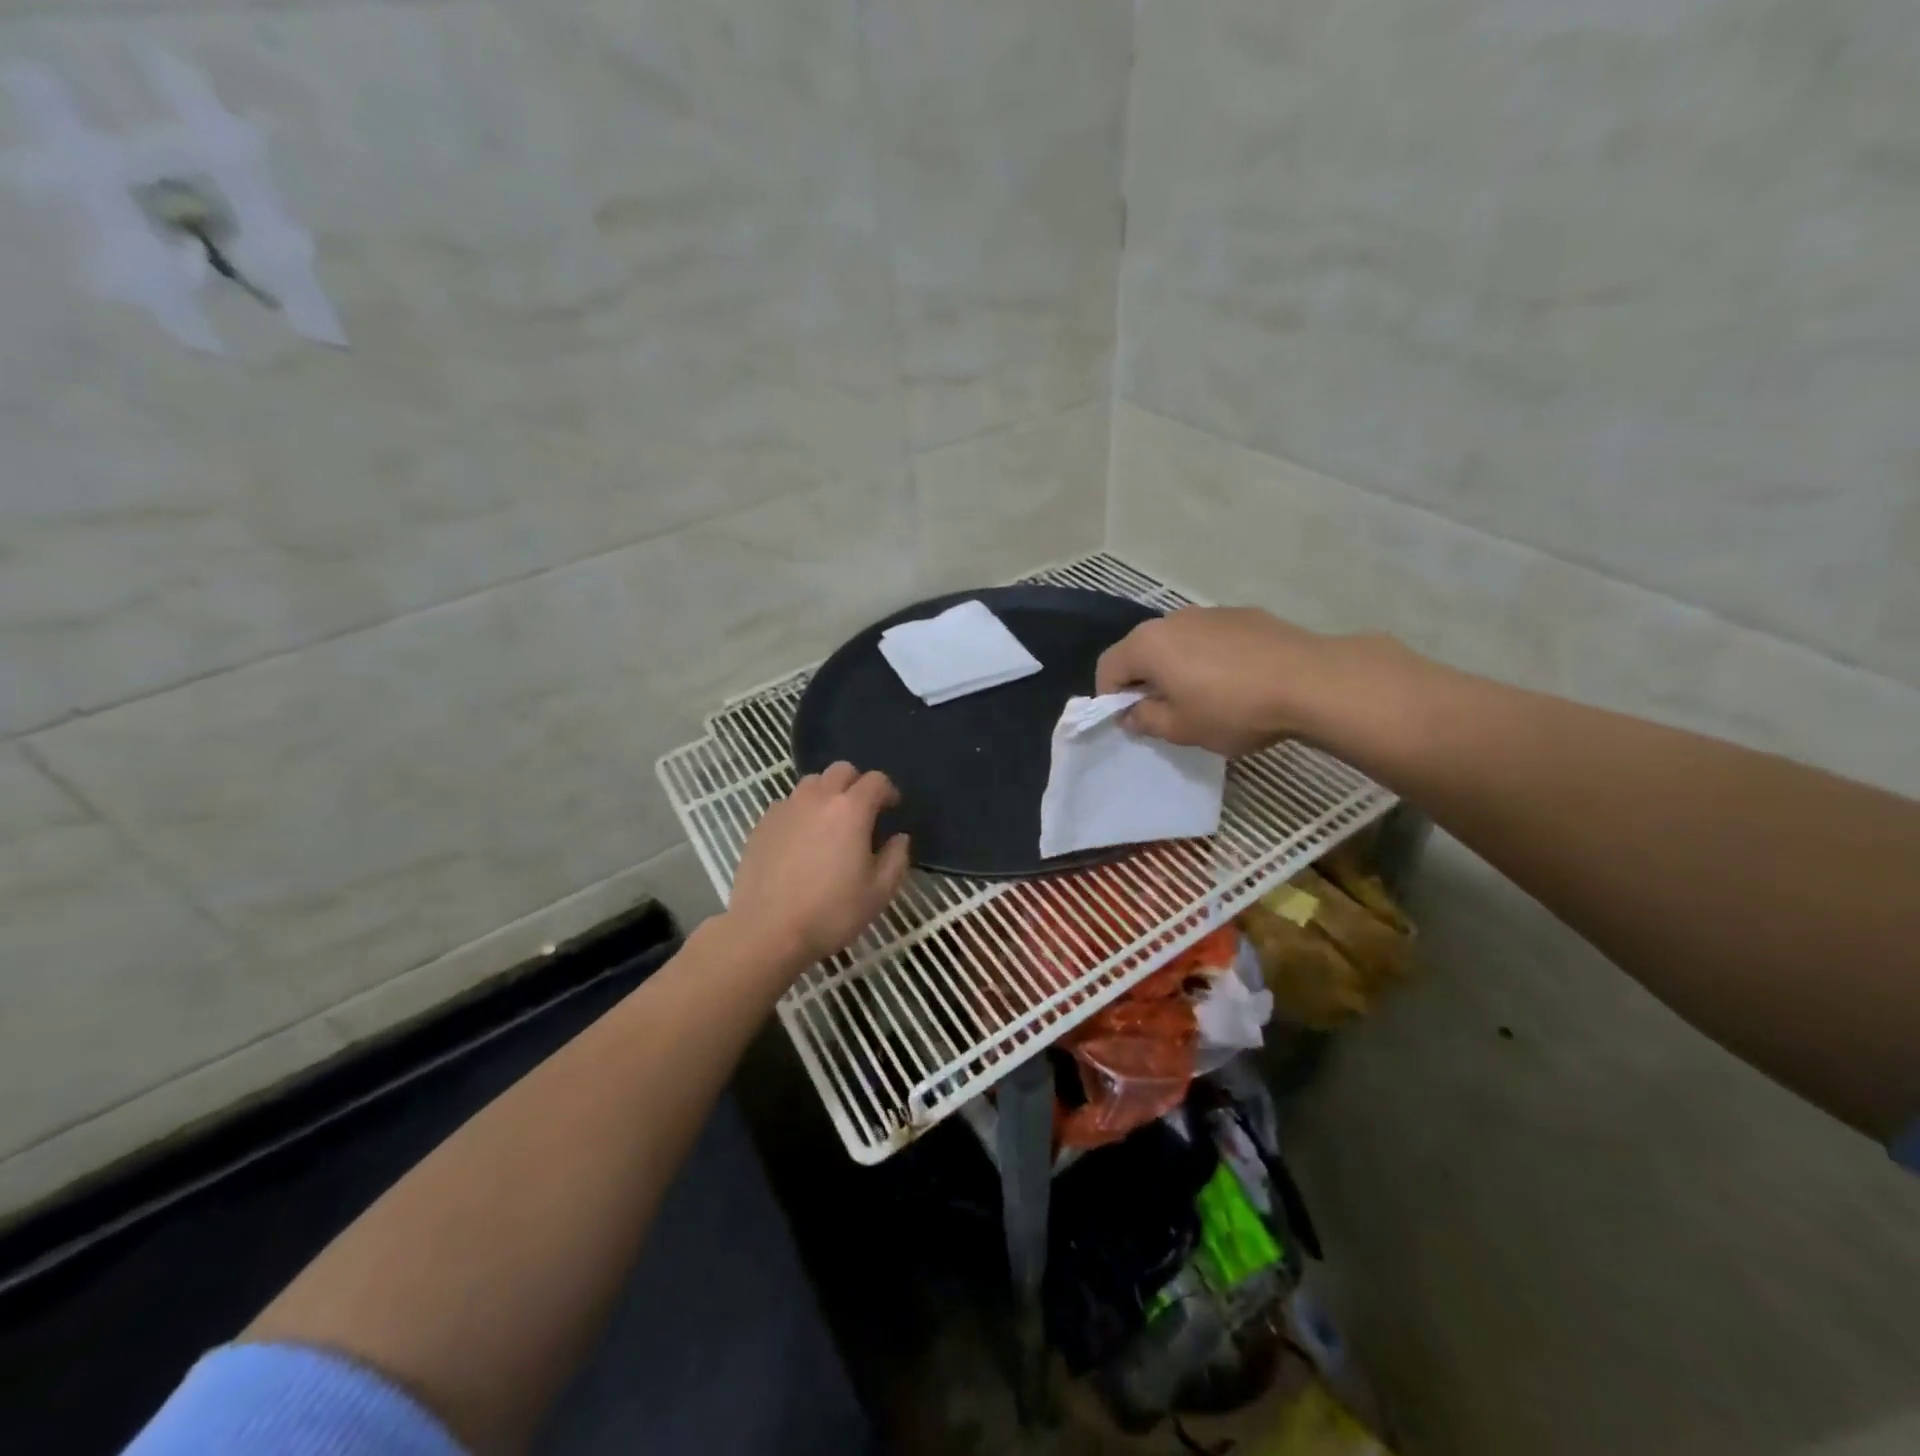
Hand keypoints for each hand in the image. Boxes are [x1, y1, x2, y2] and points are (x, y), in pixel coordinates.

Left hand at [726, 762, 910, 967]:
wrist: (765, 931)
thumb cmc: (830, 912)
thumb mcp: (878, 893)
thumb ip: (896, 859)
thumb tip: (899, 838)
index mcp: (851, 809)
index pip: (876, 780)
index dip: (888, 791)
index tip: (892, 810)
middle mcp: (817, 798)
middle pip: (841, 770)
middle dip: (856, 784)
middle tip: (861, 813)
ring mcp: (785, 808)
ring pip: (811, 783)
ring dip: (827, 794)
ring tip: (829, 824)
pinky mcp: (762, 824)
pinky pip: (788, 804)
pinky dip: (801, 812)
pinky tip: (801, 841)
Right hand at [1096, 606, 1391, 756]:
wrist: (1310, 682)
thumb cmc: (1233, 709)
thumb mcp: (1181, 728)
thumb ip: (1145, 720)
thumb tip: (1131, 714)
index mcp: (1148, 644)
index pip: (1108, 667)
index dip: (1110, 697)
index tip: (1131, 721)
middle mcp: (1172, 619)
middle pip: (1141, 650)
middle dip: (1144, 680)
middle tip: (1165, 712)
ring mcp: (1210, 612)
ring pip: (1178, 642)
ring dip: (1177, 667)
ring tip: (1204, 696)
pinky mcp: (1243, 615)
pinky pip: (1210, 638)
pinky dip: (1209, 657)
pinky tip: (1236, 681)